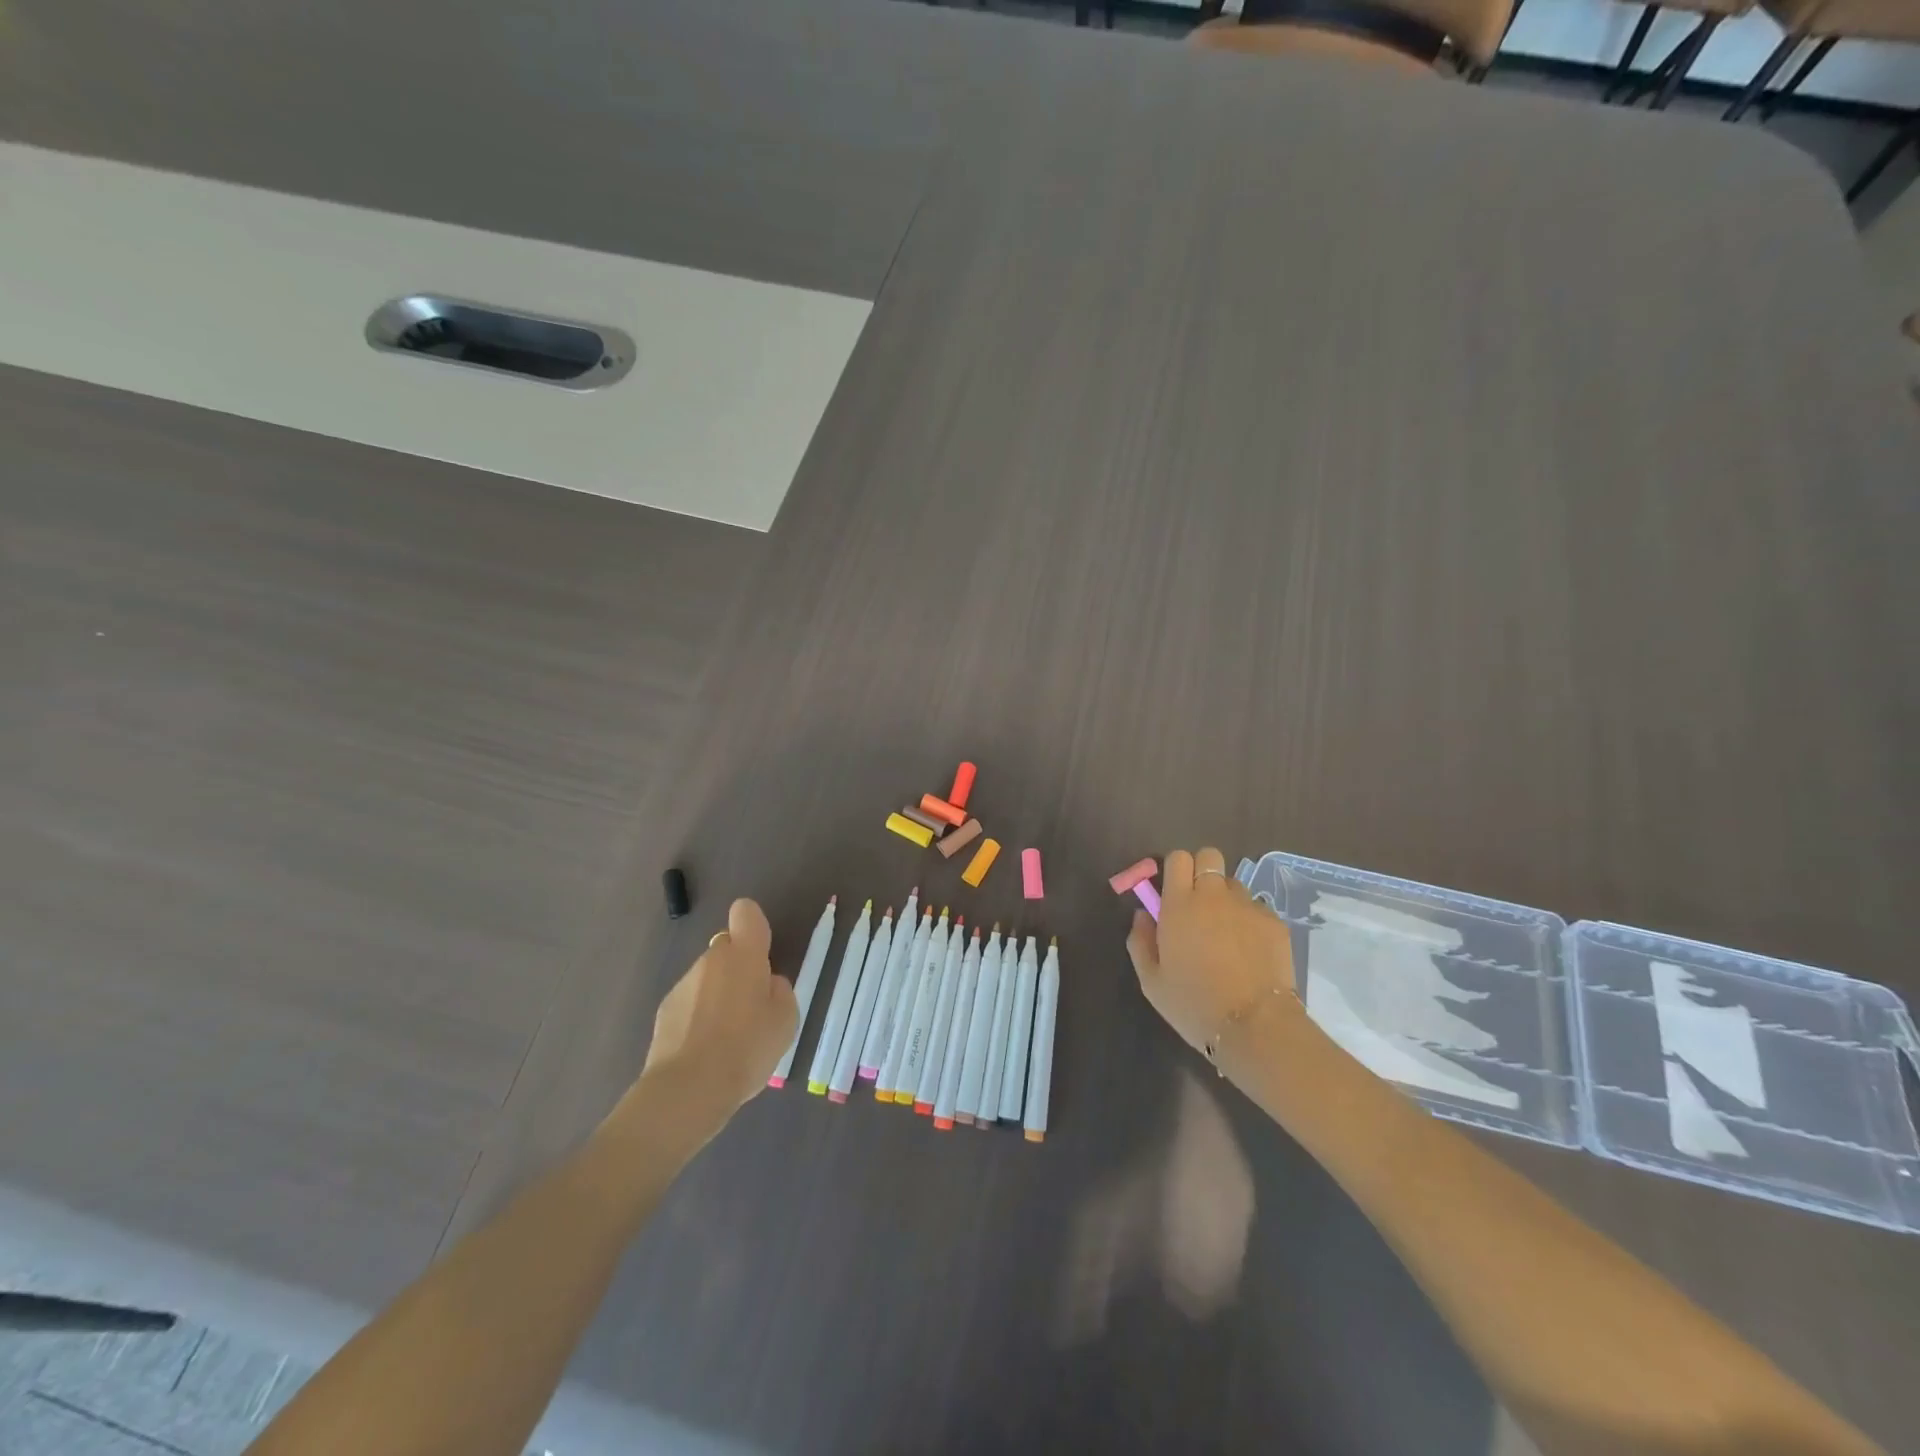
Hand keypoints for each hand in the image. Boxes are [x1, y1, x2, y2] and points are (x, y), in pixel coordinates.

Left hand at [640, 898, 797, 1133]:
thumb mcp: (786, 1019)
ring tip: (728, 1038)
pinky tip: (705, 1051)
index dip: (754, 925)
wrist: (688, 1090)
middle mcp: (710, 960)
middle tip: (751, 1006)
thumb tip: (767, 982)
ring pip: (707, 978)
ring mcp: (683, 984)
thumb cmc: (747, 1048)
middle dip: (738, 968)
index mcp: (744, 955)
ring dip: (718, 995)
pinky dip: (698, 1018)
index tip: (761, 954)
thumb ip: (779, 990)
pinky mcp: (663, 1012)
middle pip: (726, 948)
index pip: (745, 912)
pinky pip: (690, 1003)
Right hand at [1126, 847, 1296, 1056]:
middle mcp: (1214, 895)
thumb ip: (1141, 941)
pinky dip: (1249, 921)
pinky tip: (1249, 951)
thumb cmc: (1193, 1004)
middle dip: (1201, 870)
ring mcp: (1248, 906)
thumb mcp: (1151, 981)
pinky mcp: (1274, 922)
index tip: (1172, 890)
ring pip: (1234, 884)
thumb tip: (1143, 915)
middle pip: (1209, 856)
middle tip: (1198, 903)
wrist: (1254, 1026)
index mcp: (1180, 904)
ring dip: (1225, 898)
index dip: (1175, 869)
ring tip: (1226, 932)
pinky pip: (1257, 908)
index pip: (1177, 858)